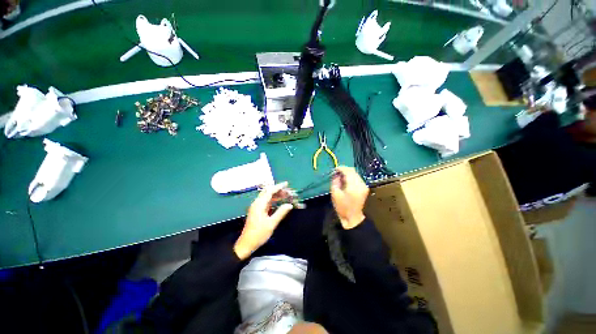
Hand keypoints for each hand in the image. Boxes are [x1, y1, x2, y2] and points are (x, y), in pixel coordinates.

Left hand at [234, 183, 293, 259]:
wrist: (246, 244)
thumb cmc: (259, 234)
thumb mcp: (271, 223)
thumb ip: (281, 212)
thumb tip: (290, 205)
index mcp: (259, 204)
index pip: (270, 191)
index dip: (279, 187)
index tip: (287, 184)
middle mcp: (257, 203)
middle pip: (268, 192)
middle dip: (278, 190)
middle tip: (288, 191)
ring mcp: (256, 207)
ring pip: (267, 196)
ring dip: (276, 195)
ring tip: (286, 195)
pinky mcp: (257, 211)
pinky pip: (266, 201)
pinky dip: (273, 199)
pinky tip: (279, 201)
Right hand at [330, 166, 368, 229]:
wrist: (353, 218)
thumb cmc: (342, 207)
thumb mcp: (335, 194)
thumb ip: (335, 181)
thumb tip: (336, 174)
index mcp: (353, 186)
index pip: (348, 171)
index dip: (341, 168)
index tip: (335, 169)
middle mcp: (361, 184)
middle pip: (353, 171)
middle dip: (344, 170)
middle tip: (337, 172)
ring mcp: (364, 186)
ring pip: (355, 174)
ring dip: (347, 173)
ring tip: (340, 177)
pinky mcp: (364, 188)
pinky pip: (357, 178)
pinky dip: (351, 177)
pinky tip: (345, 181)